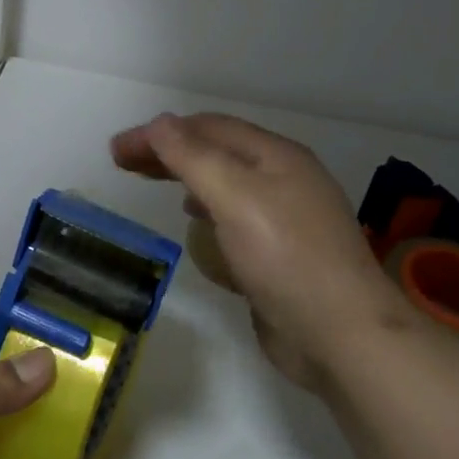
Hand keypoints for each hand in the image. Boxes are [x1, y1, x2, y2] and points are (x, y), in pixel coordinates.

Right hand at [111, 112, 402, 391]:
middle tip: (122, 162)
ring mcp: (284, 218)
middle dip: (168, 152)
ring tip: (153, 182)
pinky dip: (207, 212)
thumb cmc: (285, 257)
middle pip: (215, 152)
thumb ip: (193, 157)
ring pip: (224, 185)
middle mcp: (282, 179)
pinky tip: (196, 226)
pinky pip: (234, 220)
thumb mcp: (234, 197)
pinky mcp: (279, 254)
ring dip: (186, 177)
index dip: (159, 132)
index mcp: (276, 156)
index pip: (206, 128)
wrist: (341, 335)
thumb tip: (159, 123)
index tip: (117, 149)